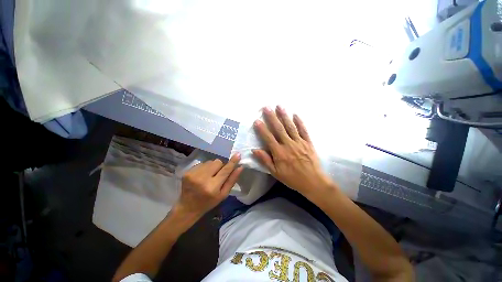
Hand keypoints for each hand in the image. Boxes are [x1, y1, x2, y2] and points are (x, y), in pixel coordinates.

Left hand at [175, 154, 243, 218]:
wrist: (187, 207)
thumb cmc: (209, 202)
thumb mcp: (223, 194)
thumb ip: (232, 180)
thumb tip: (240, 167)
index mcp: (212, 187)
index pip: (225, 170)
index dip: (232, 162)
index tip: (238, 154)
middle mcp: (202, 179)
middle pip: (217, 162)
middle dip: (220, 166)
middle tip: (218, 174)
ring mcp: (193, 174)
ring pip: (210, 161)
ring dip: (212, 167)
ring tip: (209, 176)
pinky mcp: (187, 171)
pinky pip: (202, 163)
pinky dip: (205, 168)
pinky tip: (202, 176)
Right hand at [252, 106, 334, 199]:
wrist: (313, 182)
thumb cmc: (292, 178)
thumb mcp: (276, 173)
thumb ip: (265, 160)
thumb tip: (254, 150)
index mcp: (279, 153)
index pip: (268, 138)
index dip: (262, 129)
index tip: (257, 120)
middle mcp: (288, 145)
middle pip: (279, 129)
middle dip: (272, 117)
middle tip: (266, 107)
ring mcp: (299, 142)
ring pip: (290, 127)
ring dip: (284, 116)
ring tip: (279, 106)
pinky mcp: (308, 142)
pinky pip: (303, 130)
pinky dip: (299, 122)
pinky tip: (295, 114)